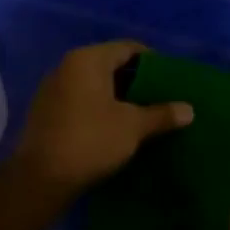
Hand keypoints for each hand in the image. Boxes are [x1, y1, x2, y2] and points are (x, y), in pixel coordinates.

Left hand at [10, 41, 192, 198]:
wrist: (40, 180)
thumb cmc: (91, 140)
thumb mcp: (133, 126)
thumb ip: (162, 114)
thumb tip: (189, 110)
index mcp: (88, 60)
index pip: (128, 48)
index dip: (152, 62)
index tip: (170, 80)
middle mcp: (67, 67)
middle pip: (110, 65)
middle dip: (135, 81)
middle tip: (160, 97)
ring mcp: (52, 89)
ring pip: (95, 84)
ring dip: (117, 96)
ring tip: (142, 113)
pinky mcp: (45, 112)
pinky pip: (81, 100)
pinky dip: (99, 108)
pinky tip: (115, 126)